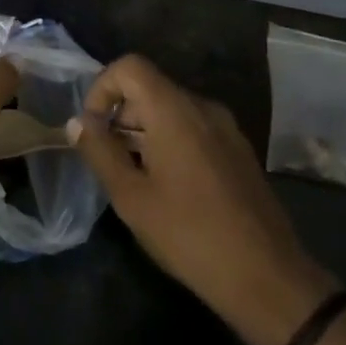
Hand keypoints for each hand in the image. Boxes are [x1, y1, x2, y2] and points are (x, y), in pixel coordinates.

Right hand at [70, 56, 334, 344]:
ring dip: (143, 131)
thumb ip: (100, 152)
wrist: (268, 278)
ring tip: (134, 177)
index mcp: (174, 110)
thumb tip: (77, 122)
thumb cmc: (189, 235)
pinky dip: (170, 141)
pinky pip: (194, 128)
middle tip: (108, 159)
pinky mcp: (238, 150)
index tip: (93, 129)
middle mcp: (202, 107)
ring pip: (172, 109)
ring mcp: (226, 128)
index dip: (102, 88)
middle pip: (150, 87)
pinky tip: (167, 187)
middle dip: (120, 115)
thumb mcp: (131, 197)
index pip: (129, 66)